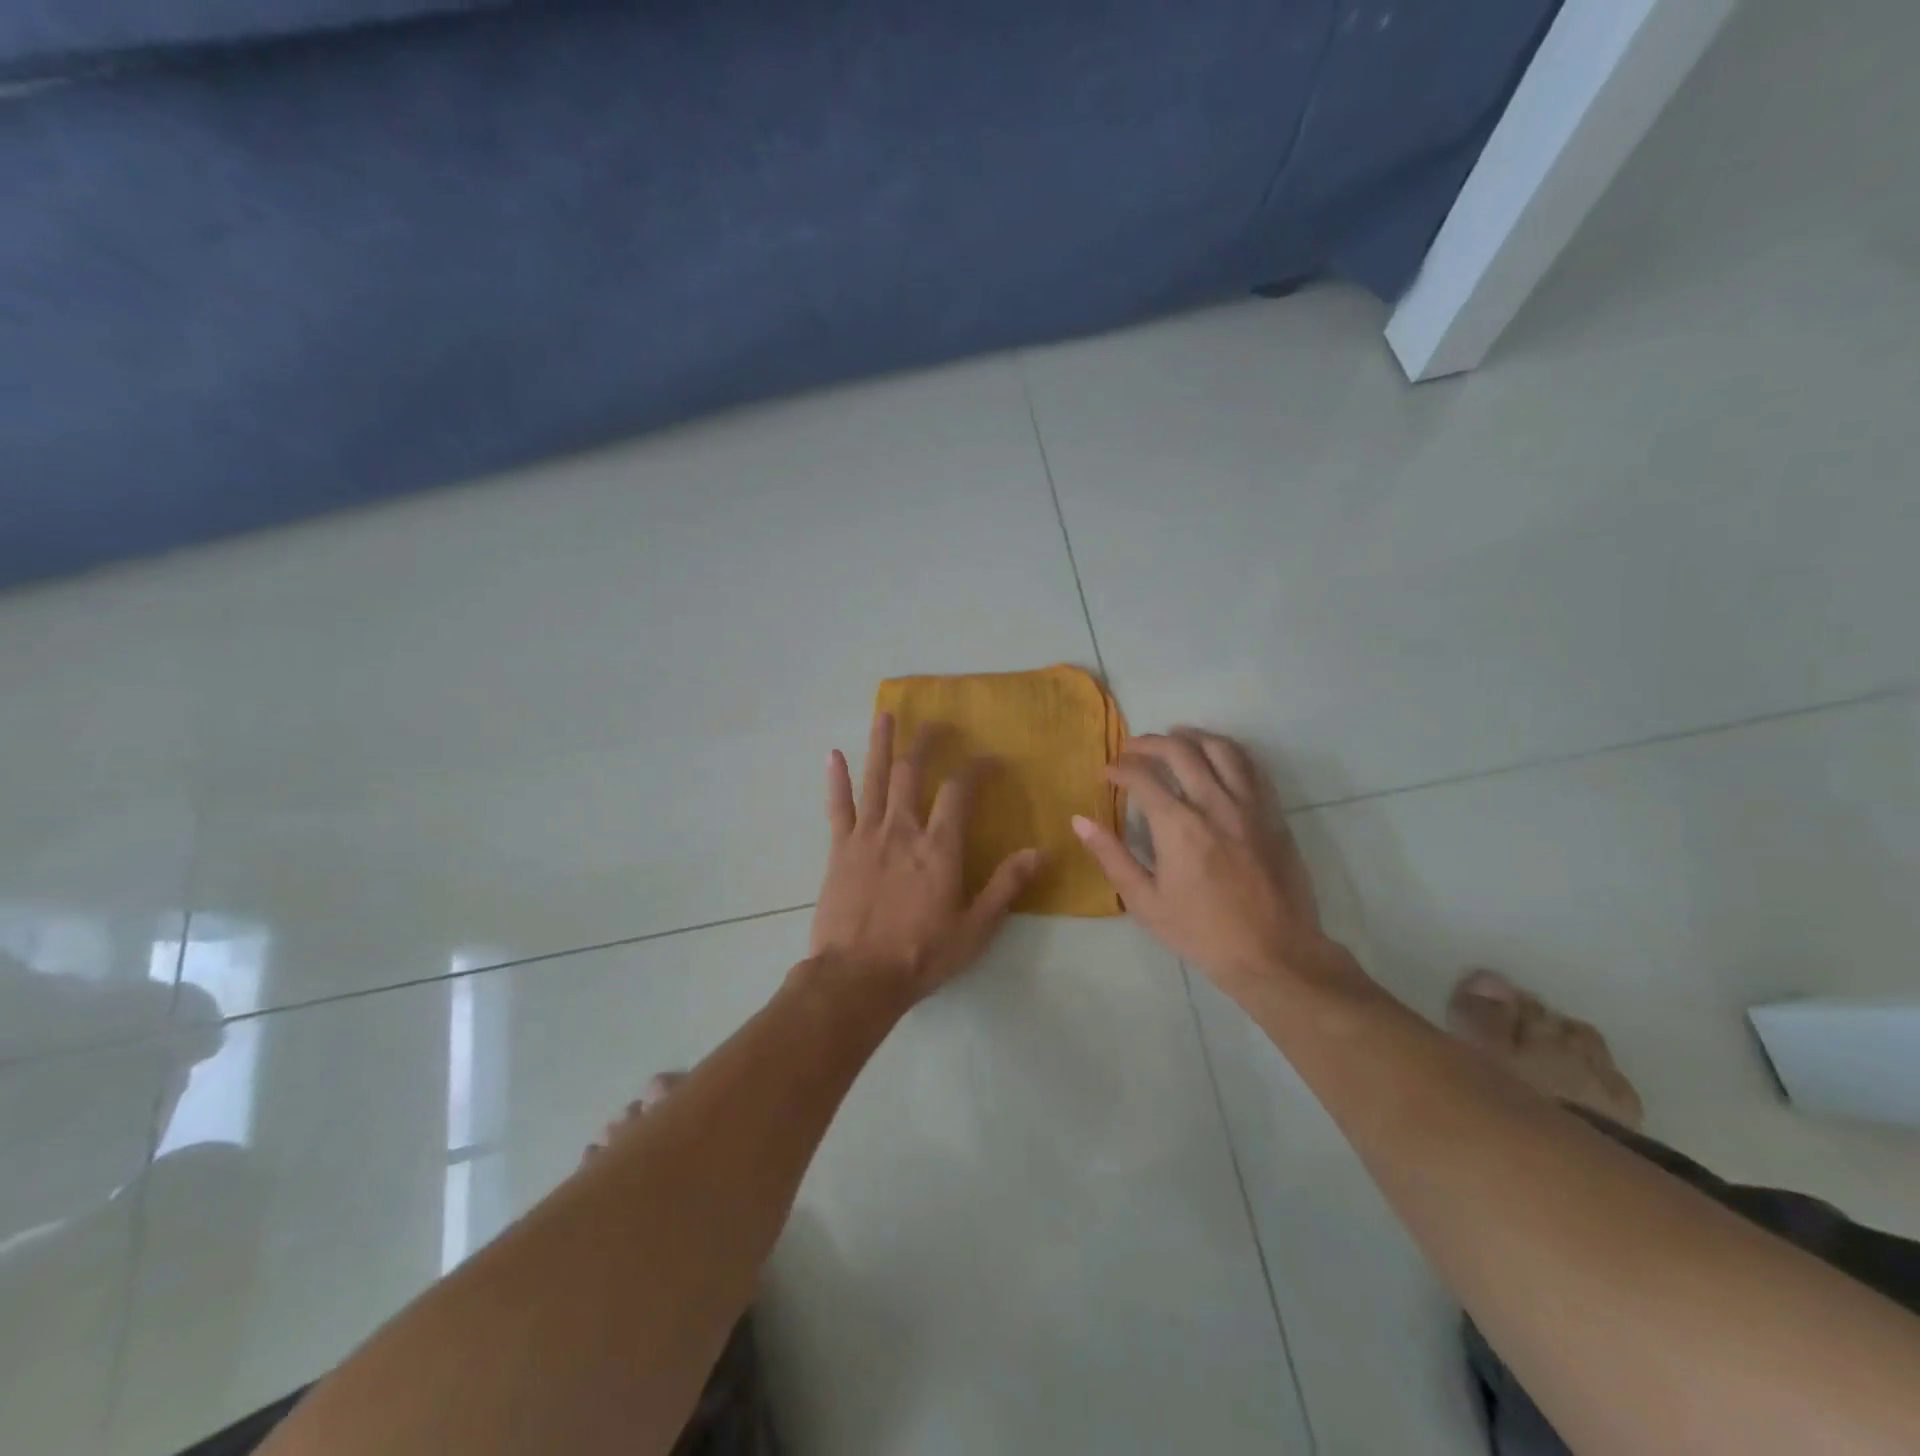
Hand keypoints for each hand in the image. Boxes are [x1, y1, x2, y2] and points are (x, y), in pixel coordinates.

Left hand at [809, 712, 1042, 1005]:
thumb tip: (1038, 851)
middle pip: (911, 772)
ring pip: (874, 778)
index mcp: (938, 847)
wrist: (856, 978)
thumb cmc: (920, 955)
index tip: (989, 759)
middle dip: (925, 743)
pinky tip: (834, 754)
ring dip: (880, 743)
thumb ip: (1005, 887)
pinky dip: (836, 779)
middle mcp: (902, 829)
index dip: (975, 769)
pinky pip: (837, 806)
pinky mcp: (838, 849)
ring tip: (885, 714)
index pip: (959, 791)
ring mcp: (866, 835)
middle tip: (935, 723)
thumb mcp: (975, 929)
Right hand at [1072, 728, 1333, 995]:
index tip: (1107, 773)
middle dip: (1149, 743)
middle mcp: (1214, 804)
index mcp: (1178, 826)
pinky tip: (1216, 756)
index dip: (1119, 768)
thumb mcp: (1145, 902)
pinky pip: (1252, 766)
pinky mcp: (1272, 813)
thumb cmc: (1201, 932)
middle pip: (1180, 750)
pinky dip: (1229, 751)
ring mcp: (1249, 805)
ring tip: (1174, 738)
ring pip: (1220, 748)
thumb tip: (1079, 820)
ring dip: (1192, 736)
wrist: (1273, 953)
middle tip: (1132, 749)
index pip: (1142, 776)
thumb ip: (1111, 856)